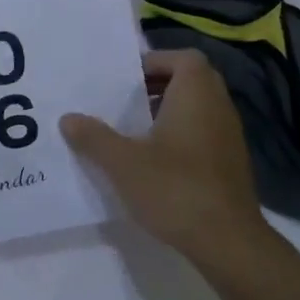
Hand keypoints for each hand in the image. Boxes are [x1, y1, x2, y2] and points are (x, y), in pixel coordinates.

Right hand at [60, 49, 266, 264]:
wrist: (228, 242)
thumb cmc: (175, 188)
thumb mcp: (123, 163)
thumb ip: (94, 137)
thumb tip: (67, 118)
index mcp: (196, 93)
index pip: (183, 57)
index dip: (155, 61)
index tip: (127, 79)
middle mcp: (219, 106)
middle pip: (191, 79)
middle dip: (158, 85)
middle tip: (126, 101)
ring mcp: (230, 135)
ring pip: (199, 107)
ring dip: (170, 111)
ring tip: (135, 130)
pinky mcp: (232, 163)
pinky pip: (205, 132)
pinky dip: (182, 135)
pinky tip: (157, 161)